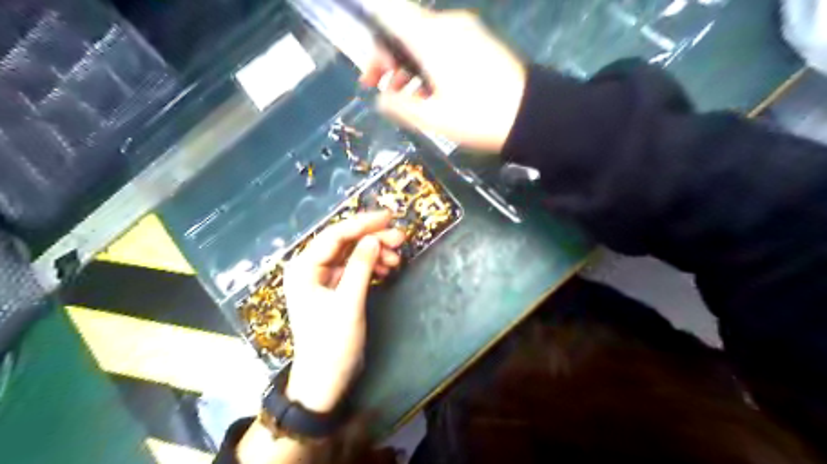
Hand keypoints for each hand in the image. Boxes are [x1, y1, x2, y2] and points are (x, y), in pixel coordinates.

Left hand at [283, 213, 405, 410]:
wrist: (325, 381)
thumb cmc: (331, 344)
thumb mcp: (348, 303)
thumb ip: (360, 268)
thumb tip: (374, 238)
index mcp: (304, 268)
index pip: (334, 236)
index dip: (362, 224)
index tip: (388, 217)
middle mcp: (311, 268)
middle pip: (344, 243)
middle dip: (372, 239)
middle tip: (400, 237)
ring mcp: (323, 279)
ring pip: (352, 255)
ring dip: (375, 253)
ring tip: (398, 257)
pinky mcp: (335, 290)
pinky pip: (355, 269)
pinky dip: (372, 267)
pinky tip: (388, 269)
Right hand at [358, 0, 526, 151]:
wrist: (533, 116)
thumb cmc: (478, 117)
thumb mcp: (434, 118)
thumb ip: (400, 106)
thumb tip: (381, 99)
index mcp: (431, 38)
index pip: (390, 12)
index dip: (372, 27)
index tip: (366, 60)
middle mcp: (447, 25)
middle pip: (404, 29)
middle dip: (386, 57)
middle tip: (376, 88)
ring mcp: (467, 32)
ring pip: (423, 39)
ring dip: (406, 64)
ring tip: (401, 97)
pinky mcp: (480, 43)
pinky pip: (443, 45)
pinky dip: (427, 63)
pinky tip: (427, 91)